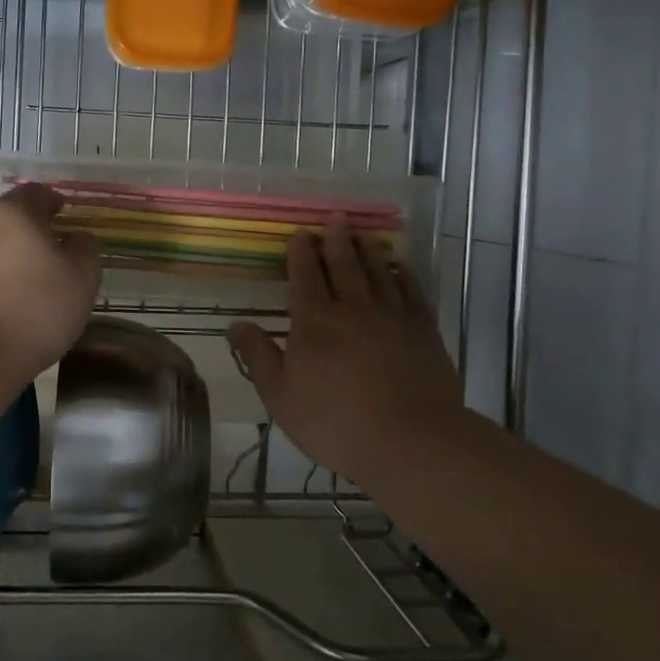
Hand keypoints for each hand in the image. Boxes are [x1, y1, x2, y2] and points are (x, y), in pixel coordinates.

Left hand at [0, 184, 100, 383]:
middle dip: (25, 230)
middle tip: (46, 253)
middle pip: (5, 216)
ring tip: (20, 282)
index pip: (35, 193)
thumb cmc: (34, 311)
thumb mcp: (82, 279)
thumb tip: (76, 238)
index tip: (63, 215)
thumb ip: (85, 248)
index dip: (52, 202)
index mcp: (12, 212)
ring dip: (2, 254)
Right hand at [227, 219, 462, 488]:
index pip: (305, 275)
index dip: (301, 252)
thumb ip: (258, 356)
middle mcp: (353, 307)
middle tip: (335, 218)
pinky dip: (404, 274)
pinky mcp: (424, 330)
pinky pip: (412, 290)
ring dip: (368, 249)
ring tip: (362, 233)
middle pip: (343, 263)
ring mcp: (392, 316)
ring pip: (378, 271)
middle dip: (336, 238)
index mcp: (314, 321)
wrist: (410, 442)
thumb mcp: (280, 396)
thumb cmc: (335, 422)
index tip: (300, 234)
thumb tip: (236, 324)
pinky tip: (400, 268)